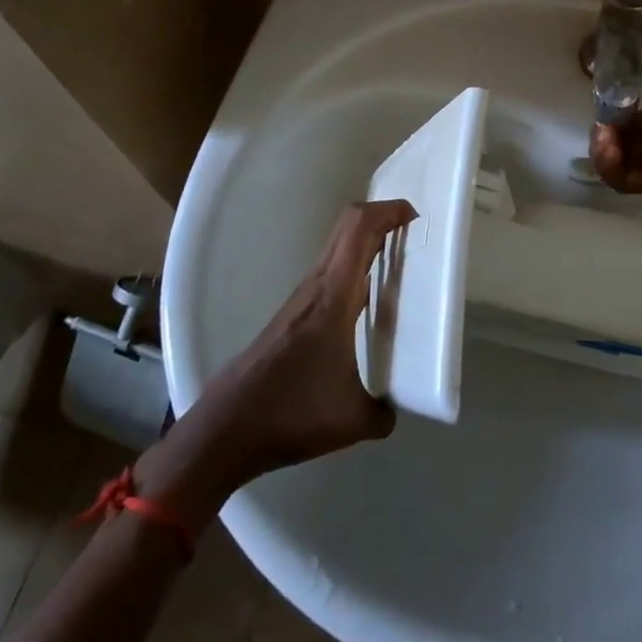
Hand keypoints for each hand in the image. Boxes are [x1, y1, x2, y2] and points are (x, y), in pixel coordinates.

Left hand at [135, 200, 414, 527]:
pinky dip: (353, 268)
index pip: (359, 228)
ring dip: (366, 242)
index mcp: (333, 295)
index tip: (417, 216)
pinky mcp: (292, 315)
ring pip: (337, 250)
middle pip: (348, 227)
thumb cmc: (291, 413)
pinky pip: (330, 273)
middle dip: (382, 218)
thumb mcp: (352, 419)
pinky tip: (367, 298)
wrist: (224, 431)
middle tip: (414, 233)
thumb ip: (383, 411)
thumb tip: (397, 408)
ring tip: (398, 261)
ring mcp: (301, 299)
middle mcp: (316, 286)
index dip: (389, 210)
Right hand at [589, 87, 641, 204]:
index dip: (622, 121)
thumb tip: (629, 121)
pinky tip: (606, 148)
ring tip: (602, 139)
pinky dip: (608, 166)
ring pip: (620, 163)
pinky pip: (625, 179)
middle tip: (600, 130)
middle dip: (608, 136)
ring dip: (603, 150)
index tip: (608, 116)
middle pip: (628, 144)